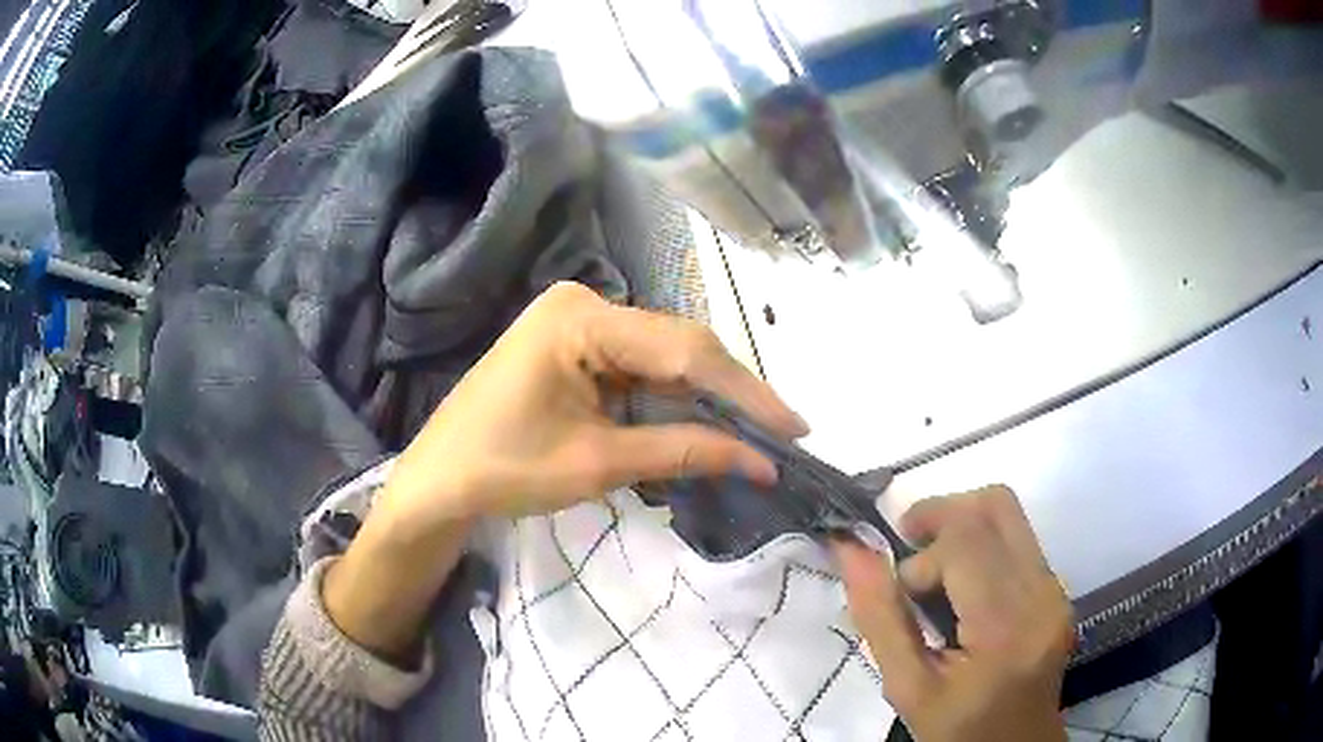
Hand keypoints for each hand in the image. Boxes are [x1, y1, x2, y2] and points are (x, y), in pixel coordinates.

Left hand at [326, 282, 806, 662]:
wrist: (439, 480)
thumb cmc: (503, 469)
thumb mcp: (599, 463)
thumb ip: (684, 451)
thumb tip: (760, 460)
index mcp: (582, 318)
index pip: (684, 350)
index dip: (745, 392)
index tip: (793, 429)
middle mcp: (585, 302)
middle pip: (679, 347)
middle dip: (731, 395)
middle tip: (781, 436)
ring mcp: (580, 320)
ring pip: (664, 358)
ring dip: (706, 399)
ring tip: (755, 435)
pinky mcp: (577, 343)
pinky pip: (640, 368)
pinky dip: (672, 400)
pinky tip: (705, 423)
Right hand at [834, 486, 1072, 741]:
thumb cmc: (957, 729)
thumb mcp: (906, 688)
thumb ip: (880, 616)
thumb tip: (850, 547)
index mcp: (1005, 626)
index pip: (966, 539)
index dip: (921, 554)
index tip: (900, 593)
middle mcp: (1042, 592)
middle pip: (995, 505)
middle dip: (941, 516)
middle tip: (909, 552)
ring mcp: (1056, 587)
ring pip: (1007, 514)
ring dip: (961, 528)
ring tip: (933, 574)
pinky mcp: (1058, 588)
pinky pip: (1017, 538)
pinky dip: (980, 546)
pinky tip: (962, 591)